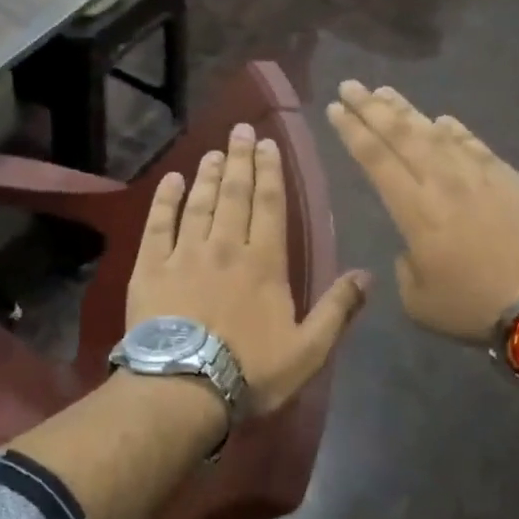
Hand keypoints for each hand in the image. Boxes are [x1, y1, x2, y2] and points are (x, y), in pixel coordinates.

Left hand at [127, 122, 369, 416]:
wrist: (183, 388)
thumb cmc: (250, 371)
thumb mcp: (308, 350)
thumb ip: (338, 310)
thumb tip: (366, 275)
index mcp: (264, 263)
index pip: (270, 205)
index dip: (270, 172)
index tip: (267, 144)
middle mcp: (225, 247)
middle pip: (234, 194)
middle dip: (239, 160)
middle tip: (239, 130)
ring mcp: (185, 254)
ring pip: (199, 204)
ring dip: (208, 175)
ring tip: (213, 153)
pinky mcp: (151, 268)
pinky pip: (158, 225)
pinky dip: (165, 200)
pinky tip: (171, 181)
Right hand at [326, 82, 518, 344]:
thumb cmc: (474, 305)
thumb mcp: (418, 300)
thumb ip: (406, 267)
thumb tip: (415, 246)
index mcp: (414, 210)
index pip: (375, 158)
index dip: (352, 130)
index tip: (335, 108)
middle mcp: (442, 182)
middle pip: (401, 135)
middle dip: (371, 107)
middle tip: (351, 85)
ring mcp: (478, 176)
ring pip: (435, 133)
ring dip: (408, 111)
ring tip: (386, 92)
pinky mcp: (509, 178)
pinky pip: (474, 145)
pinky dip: (455, 130)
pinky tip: (443, 120)